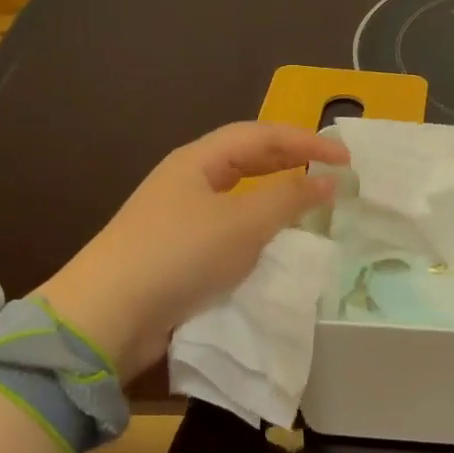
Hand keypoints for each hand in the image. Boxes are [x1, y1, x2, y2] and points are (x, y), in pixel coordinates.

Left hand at [34, 122, 347, 377]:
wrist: (106, 317)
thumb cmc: (179, 255)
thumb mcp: (242, 223)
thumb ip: (288, 198)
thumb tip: (327, 179)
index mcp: (198, 160)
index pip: (261, 135)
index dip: (306, 140)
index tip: (347, 159)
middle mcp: (187, 180)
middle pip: (247, 158)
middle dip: (290, 161)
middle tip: (331, 173)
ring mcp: (178, 217)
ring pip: (238, 195)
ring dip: (274, 196)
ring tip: (308, 205)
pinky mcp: (176, 253)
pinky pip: (227, 229)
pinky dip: (256, 229)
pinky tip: (271, 245)